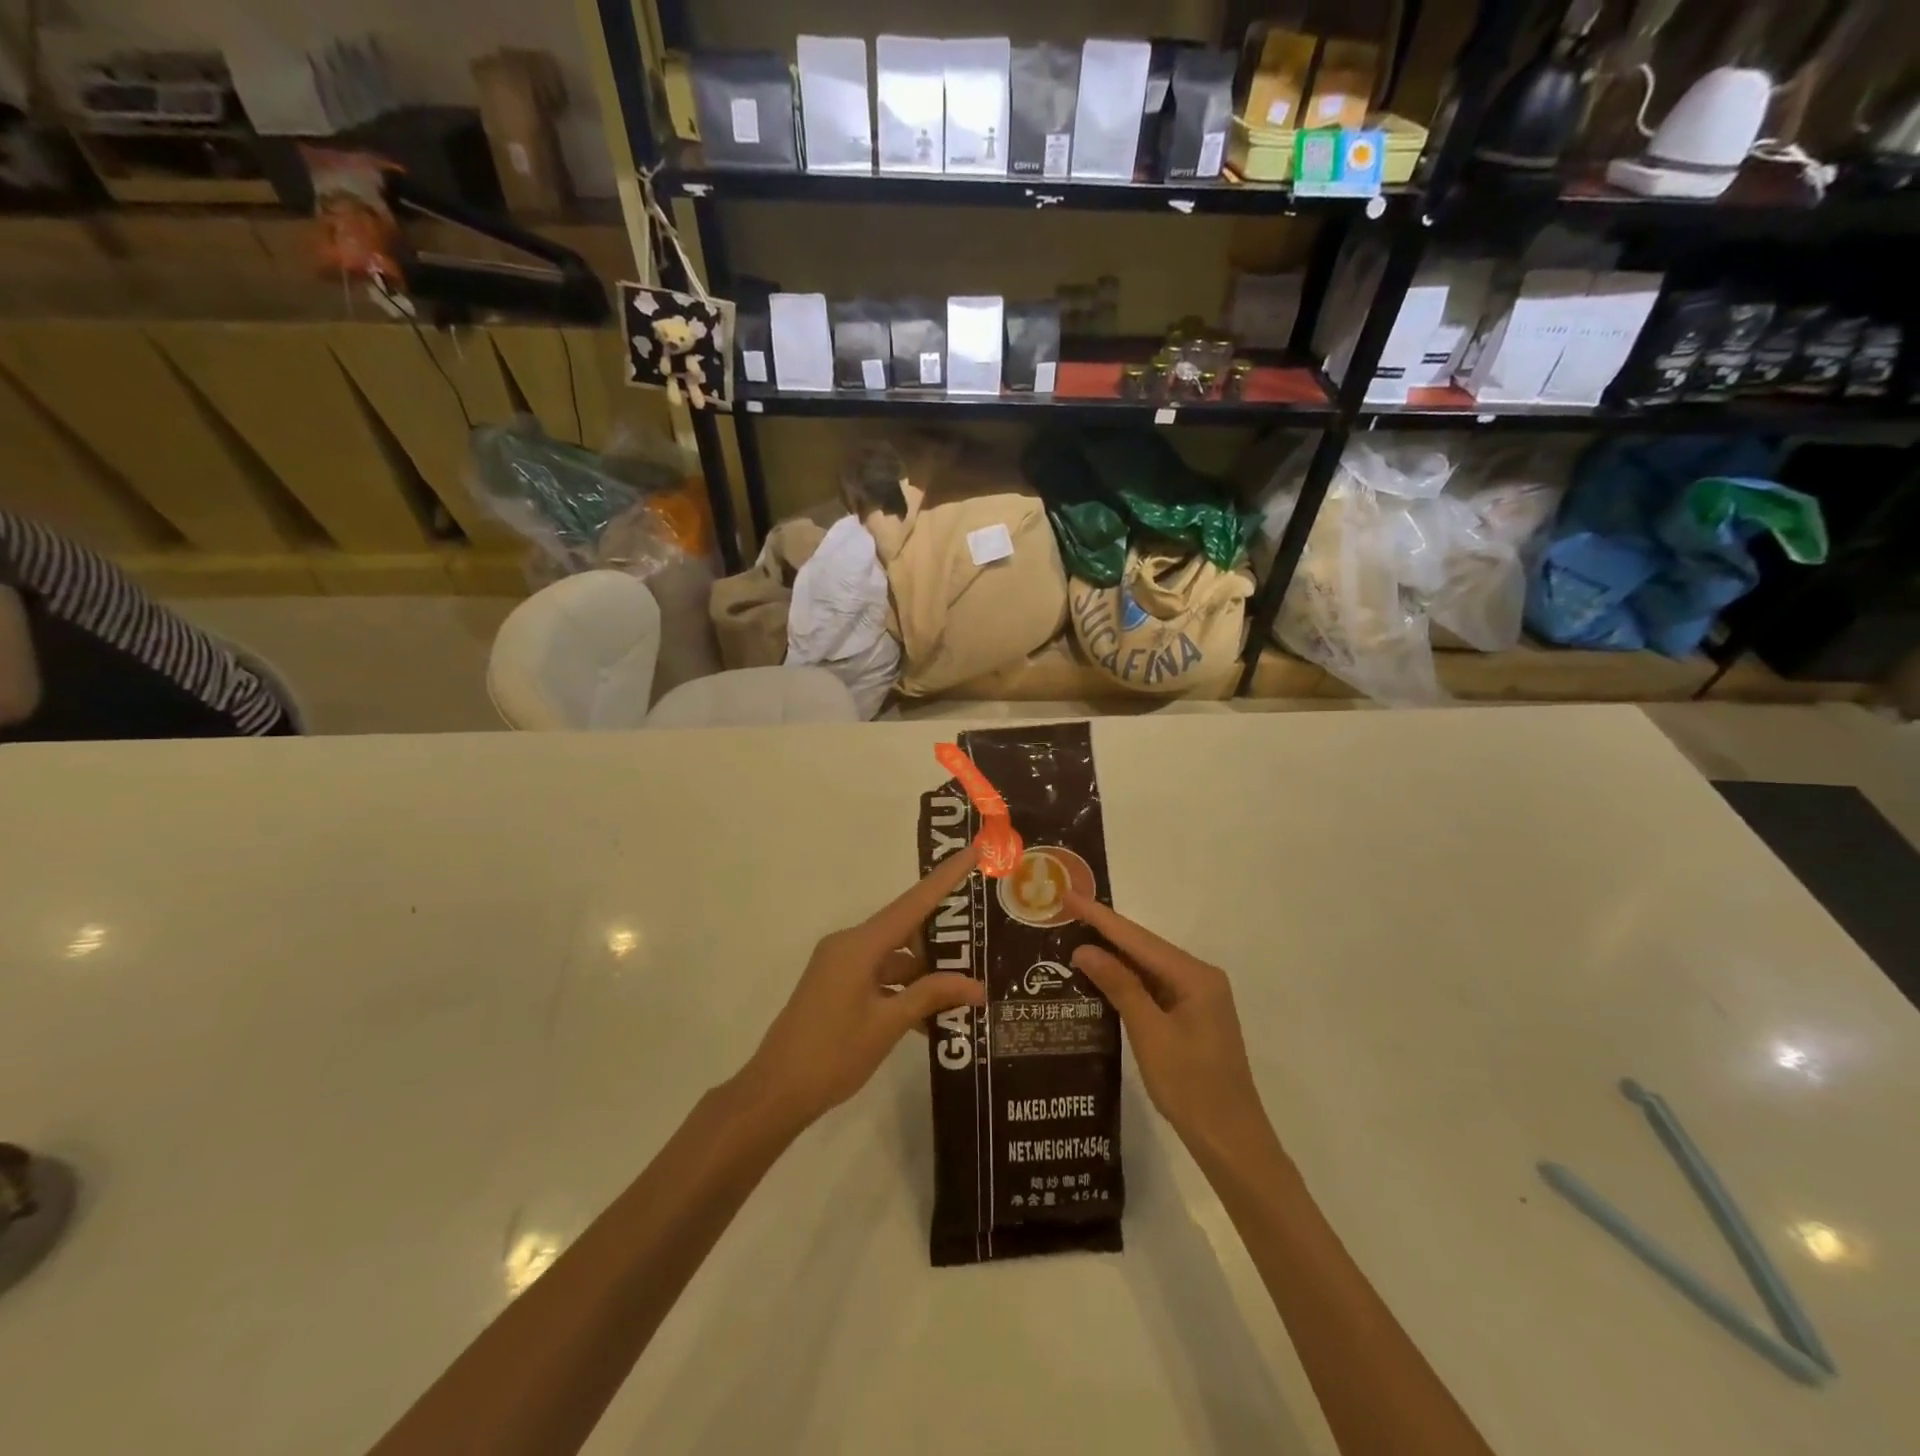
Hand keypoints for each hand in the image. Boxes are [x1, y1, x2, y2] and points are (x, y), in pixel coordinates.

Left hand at [736, 844, 984, 1134]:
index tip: (973, 851)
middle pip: (905, 930)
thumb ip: (931, 997)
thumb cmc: (832, 1055)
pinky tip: (932, 1020)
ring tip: (964, 994)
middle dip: (942, 942)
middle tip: (982, 948)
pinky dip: (904, 992)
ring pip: (895, 958)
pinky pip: (880, 977)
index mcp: (859, 945)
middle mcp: (849, 945)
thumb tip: (975, 986)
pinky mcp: (837, 986)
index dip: (946, 877)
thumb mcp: (887, 1024)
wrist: (775, 1092)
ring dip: (925, 976)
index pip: (913, 903)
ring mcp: (841, 966)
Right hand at [1066, 891, 1276, 1170]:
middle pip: (1144, 947)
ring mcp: (1197, 998)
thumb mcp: (1150, 1034)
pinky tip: (1100, 975)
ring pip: (1147, 966)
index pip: (1138, 938)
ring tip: (1074, 936)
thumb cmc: (1191, 1086)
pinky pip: (1153, 987)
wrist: (1231, 1141)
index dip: (1100, 917)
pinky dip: (1126, 980)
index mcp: (1195, 976)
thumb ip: (1120, 986)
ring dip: (1113, 955)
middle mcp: (1199, 978)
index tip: (1069, 896)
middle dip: (1104, 931)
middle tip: (1065, 912)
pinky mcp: (1190, 1016)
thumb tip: (1085, 949)